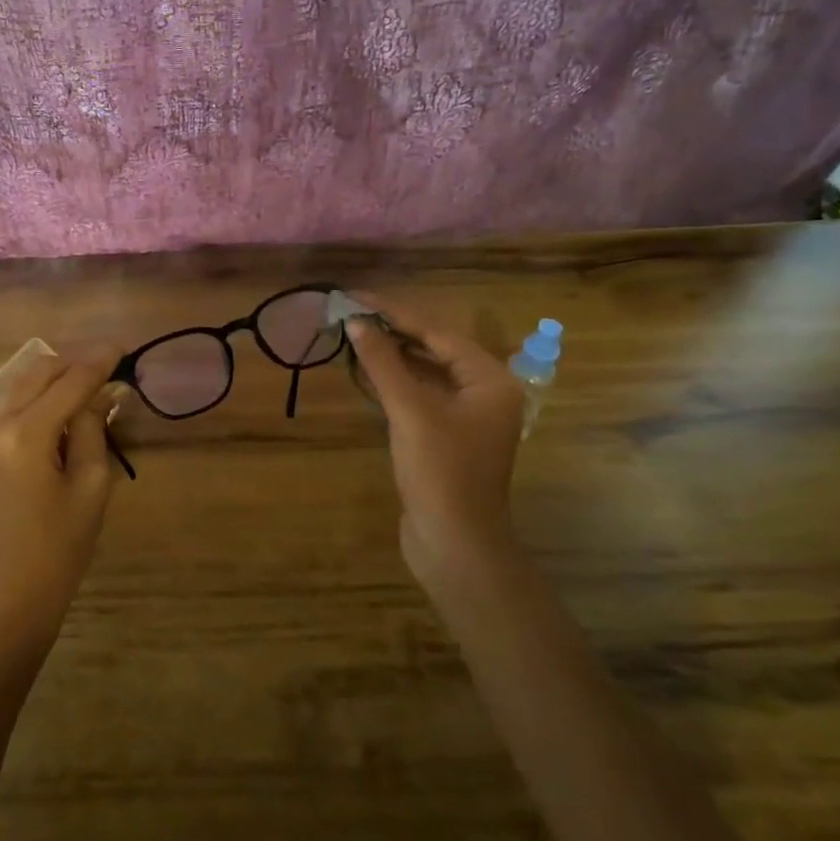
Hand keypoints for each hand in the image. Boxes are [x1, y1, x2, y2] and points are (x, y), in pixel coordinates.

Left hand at [0, 347, 121, 655]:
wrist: (9, 598)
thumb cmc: (61, 547)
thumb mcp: (91, 486)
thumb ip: (93, 428)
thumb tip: (101, 393)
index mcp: (23, 436)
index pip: (69, 382)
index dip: (98, 361)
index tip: (120, 347)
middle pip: (34, 373)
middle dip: (71, 365)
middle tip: (102, 370)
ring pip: (13, 392)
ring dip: (48, 387)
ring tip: (78, 400)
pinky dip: (25, 411)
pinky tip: (45, 431)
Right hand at [345, 297, 525, 588]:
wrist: (454, 544)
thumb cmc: (440, 472)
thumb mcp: (410, 411)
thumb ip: (384, 363)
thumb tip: (357, 322)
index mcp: (488, 379)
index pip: (436, 331)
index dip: (394, 311)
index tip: (357, 295)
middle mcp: (483, 391)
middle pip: (433, 348)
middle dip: (392, 330)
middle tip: (351, 312)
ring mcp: (466, 415)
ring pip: (425, 371)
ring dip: (391, 355)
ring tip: (354, 333)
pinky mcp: (446, 436)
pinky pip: (419, 395)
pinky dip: (394, 381)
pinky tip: (367, 370)